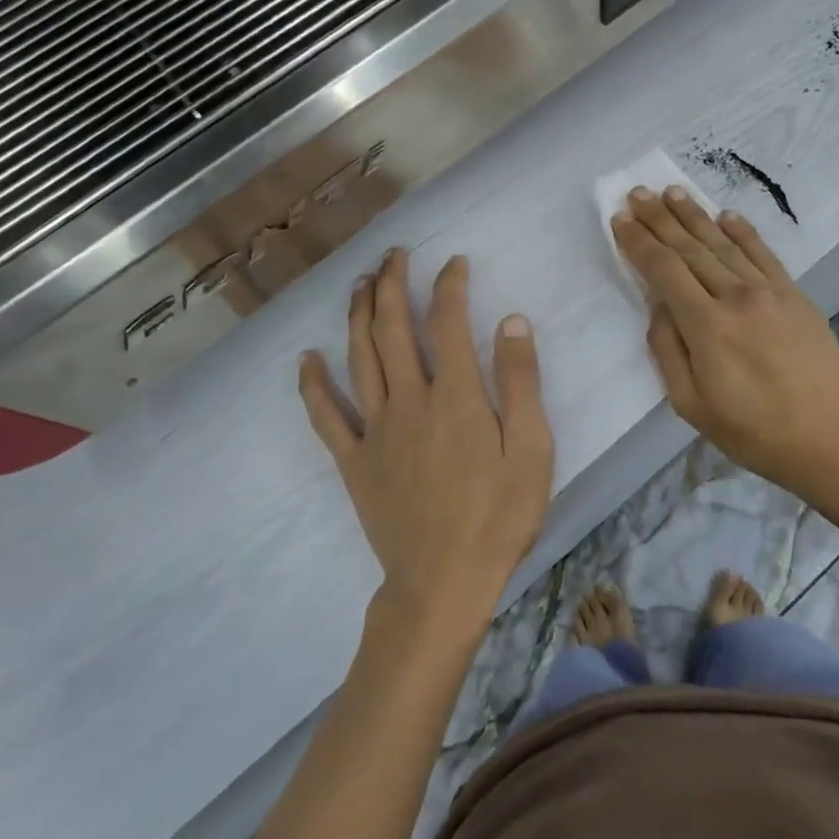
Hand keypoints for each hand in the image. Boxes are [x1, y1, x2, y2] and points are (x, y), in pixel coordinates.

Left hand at [299, 250, 553, 635]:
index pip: (448, 322)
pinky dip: (313, 384)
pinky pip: (326, 415)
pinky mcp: (353, 460)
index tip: (452, 262)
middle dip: (392, 284)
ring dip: (358, 314)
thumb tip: (511, 321)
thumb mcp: (532, 450)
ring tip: (359, 283)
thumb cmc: (498, 518)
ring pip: (359, 358)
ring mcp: (375, 429)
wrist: (442, 584)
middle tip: (393, 254)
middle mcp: (409, 400)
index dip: (449, 285)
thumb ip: (521, 383)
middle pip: (393, 328)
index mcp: (456, 396)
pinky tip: (307, 359)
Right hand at [612, 187, 838, 510]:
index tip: (620, 219)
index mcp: (707, 325)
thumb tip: (659, 308)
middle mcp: (737, 296)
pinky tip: (725, 215)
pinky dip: (742, 231)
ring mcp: (770, 292)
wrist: (833, 439)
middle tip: (638, 192)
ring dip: (695, 215)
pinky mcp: (795, 295)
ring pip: (724, 243)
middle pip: (690, 248)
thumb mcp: (692, 405)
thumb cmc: (755, 432)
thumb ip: (668, 351)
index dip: (639, 242)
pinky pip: (763, 253)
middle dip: (660, 219)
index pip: (664, 270)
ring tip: (672, 191)